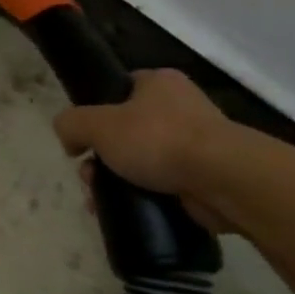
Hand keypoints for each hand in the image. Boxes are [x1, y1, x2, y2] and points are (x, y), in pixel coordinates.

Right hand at [52, 69, 237, 234]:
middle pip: (125, 130)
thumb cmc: (158, 139)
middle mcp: (180, 107)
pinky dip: (143, 197)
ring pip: (141, 160)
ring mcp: (198, 143)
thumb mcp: (96, 124)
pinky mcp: (207, 176)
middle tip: (89, 175)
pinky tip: (127, 210)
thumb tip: (69, 139)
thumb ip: (70, 123)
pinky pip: (163, 184)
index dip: (94, 112)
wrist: (225, 180)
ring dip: (117, 179)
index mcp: (159, 83)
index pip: (118, 90)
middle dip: (101, 156)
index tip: (82, 139)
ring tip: (102, 199)